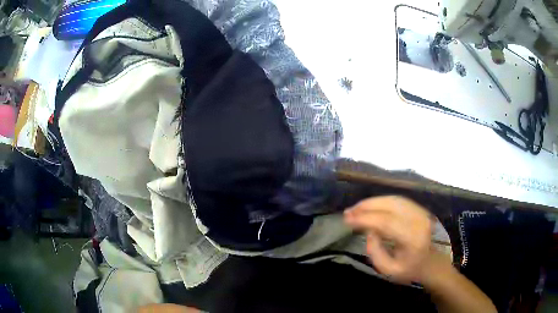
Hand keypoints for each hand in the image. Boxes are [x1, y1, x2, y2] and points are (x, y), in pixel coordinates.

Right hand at [344, 196, 435, 283]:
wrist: (430, 262)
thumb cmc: (408, 269)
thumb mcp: (388, 270)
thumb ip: (375, 252)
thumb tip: (369, 232)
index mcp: (413, 239)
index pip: (386, 222)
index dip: (365, 218)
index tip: (347, 219)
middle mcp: (419, 220)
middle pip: (390, 205)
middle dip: (367, 206)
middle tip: (348, 212)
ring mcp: (420, 212)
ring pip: (393, 199)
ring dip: (372, 202)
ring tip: (356, 209)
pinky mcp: (418, 208)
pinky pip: (397, 200)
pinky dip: (381, 201)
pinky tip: (370, 206)